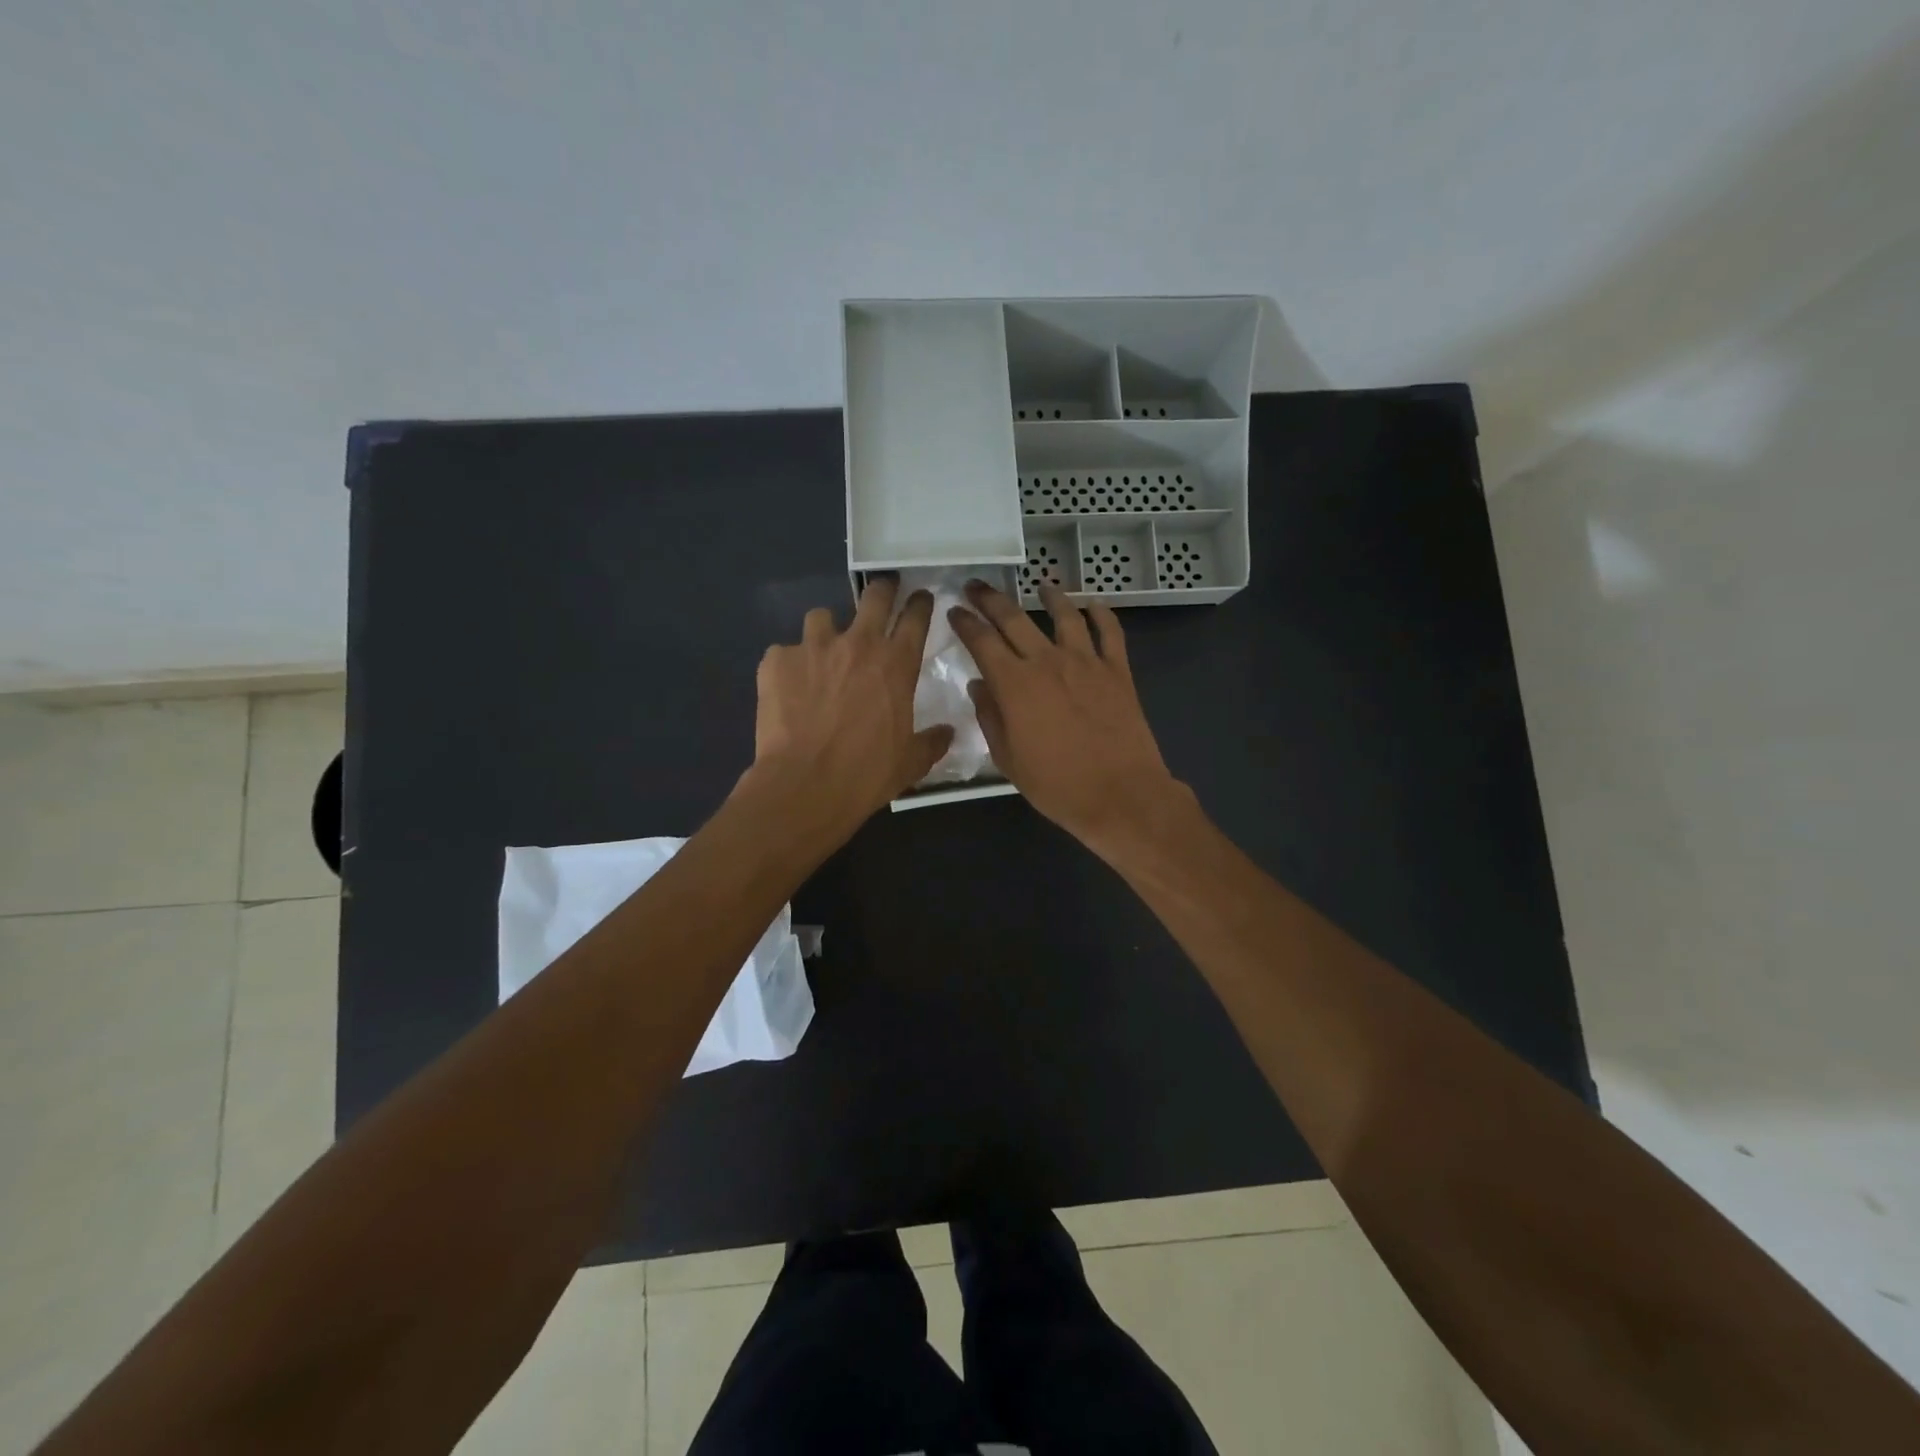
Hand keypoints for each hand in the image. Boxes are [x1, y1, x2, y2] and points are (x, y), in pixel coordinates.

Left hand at [745, 577, 952, 839]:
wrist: (805, 785)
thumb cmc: (867, 773)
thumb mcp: (911, 762)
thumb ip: (932, 742)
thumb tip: (947, 733)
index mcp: (896, 663)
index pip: (916, 617)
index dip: (921, 604)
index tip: (922, 598)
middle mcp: (857, 644)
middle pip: (874, 597)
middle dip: (882, 590)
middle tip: (883, 594)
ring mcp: (813, 647)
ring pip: (822, 617)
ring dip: (826, 631)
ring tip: (822, 653)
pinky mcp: (776, 661)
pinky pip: (783, 652)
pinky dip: (788, 665)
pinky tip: (788, 689)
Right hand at [947, 581, 1188, 855]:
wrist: (1120, 795)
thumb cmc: (1057, 785)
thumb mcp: (1008, 759)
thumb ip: (991, 718)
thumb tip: (980, 685)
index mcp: (1014, 684)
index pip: (982, 641)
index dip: (965, 623)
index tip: (955, 611)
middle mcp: (1047, 662)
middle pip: (1015, 619)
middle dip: (991, 599)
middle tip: (977, 586)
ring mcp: (1086, 662)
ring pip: (1065, 615)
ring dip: (1050, 596)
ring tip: (1041, 585)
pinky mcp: (1118, 671)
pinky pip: (1110, 632)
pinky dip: (1101, 614)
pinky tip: (1093, 604)